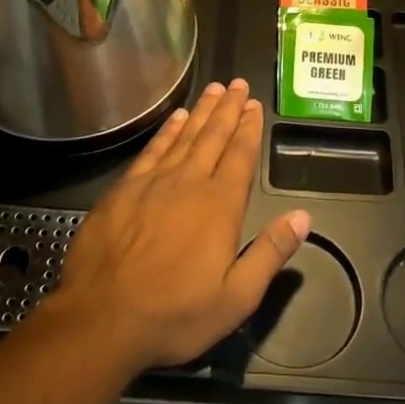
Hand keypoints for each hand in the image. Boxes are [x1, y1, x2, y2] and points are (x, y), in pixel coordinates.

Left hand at [47, 79, 309, 374]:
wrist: (101, 319)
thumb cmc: (174, 315)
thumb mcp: (236, 298)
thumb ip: (270, 253)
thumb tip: (303, 217)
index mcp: (219, 207)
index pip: (239, 157)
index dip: (249, 129)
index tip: (254, 106)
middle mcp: (188, 183)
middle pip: (213, 137)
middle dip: (228, 109)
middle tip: (238, 84)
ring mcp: (153, 183)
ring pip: (184, 136)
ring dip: (201, 111)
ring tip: (214, 89)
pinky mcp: (123, 189)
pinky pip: (152, 149)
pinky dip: (167, 131)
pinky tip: (175, 118)